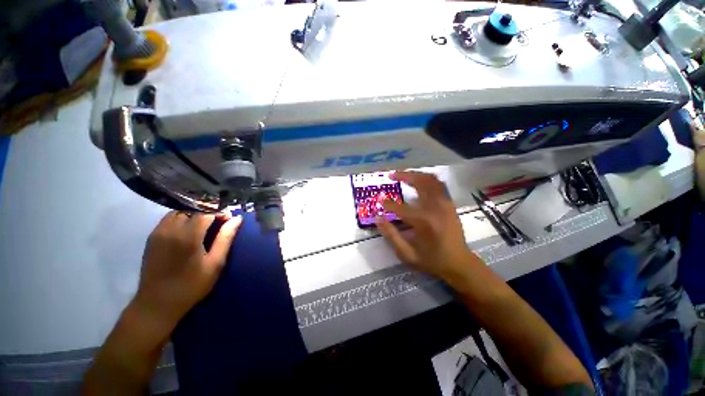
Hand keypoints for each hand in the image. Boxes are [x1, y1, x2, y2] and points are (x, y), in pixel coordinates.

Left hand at [134, 211, 241, 330]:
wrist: (156, 304)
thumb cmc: (191, 285)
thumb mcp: (215, 263)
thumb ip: (225, 238)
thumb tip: (237, 219)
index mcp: (188, 236)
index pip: (206, 211)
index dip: (220, 212)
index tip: (229, 219)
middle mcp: (170, 229)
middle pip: (192, 209)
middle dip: (208, 211)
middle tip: (219, 222)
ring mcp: (158, 232)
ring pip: (179, 211)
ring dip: (194, 214)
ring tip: (205, 225)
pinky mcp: (151, 237)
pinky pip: (169, 218)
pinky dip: (182, 218)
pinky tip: (189, 230)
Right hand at [376, 171, 481, 282]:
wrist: (459, 263)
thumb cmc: (432, 260)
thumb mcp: (407, 254)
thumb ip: (391, 235)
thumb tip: (378, 218)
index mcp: (424, 222)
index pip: (400, 207)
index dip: (387, 203)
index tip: (379, 200)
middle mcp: (436, 208)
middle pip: (420, 183)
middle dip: (404, 176)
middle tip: (392, 175)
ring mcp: (445, 204)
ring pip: (431, 180)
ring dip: (416, 174)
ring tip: (404, 175)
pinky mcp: (450, 204)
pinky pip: (439, 185)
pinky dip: (427, 179)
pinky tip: (419, 180)